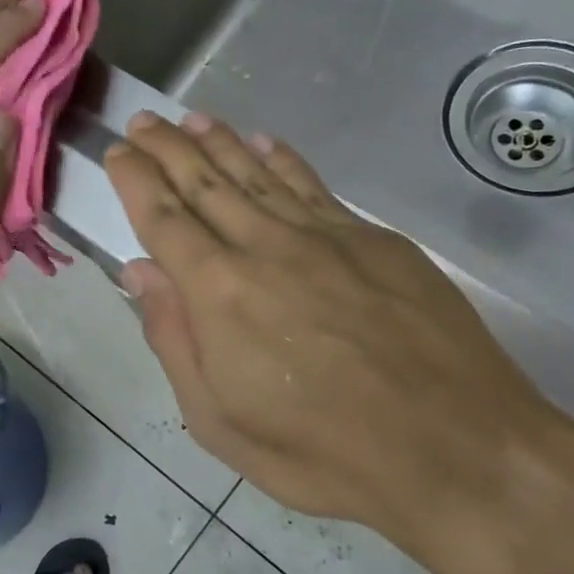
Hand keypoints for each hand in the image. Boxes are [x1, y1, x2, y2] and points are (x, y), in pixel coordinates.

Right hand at [106, 111, 573, 559]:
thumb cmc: (324, 453)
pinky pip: (314, 186)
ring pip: (258, 174)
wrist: (456, 447)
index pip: (164, 218)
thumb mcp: (220, 422)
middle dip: (167, 148)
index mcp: (220, 293)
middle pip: (206, 182)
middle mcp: (267, 246)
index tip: (118, 150)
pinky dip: (283, 159)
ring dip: (219, 142)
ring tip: (191, 120)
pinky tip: (264, 142)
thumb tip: (140, 273)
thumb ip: (174, 340)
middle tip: (143, 122)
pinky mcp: (375, 239)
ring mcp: (327, 236)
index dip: (136, 180)